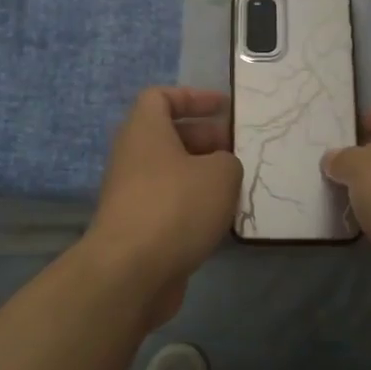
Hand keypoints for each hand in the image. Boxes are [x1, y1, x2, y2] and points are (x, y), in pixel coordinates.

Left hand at [83, 88, 242, 328]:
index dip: (193, 97)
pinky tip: (222, 220)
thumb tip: (220, 169)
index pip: (161, 97)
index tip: (224, 107)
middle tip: (240, 151)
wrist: (130, 272)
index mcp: (145, 131)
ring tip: (238, 187)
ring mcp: (132, 194)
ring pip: (173, 173)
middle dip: (207, 139)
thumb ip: (228, 161)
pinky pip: (171, 204)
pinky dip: (195, 206)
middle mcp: (133, 157)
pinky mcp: (138, 228)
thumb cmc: (175, 207)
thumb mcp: (220, 173)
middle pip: (170, 136)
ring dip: (204, 176)